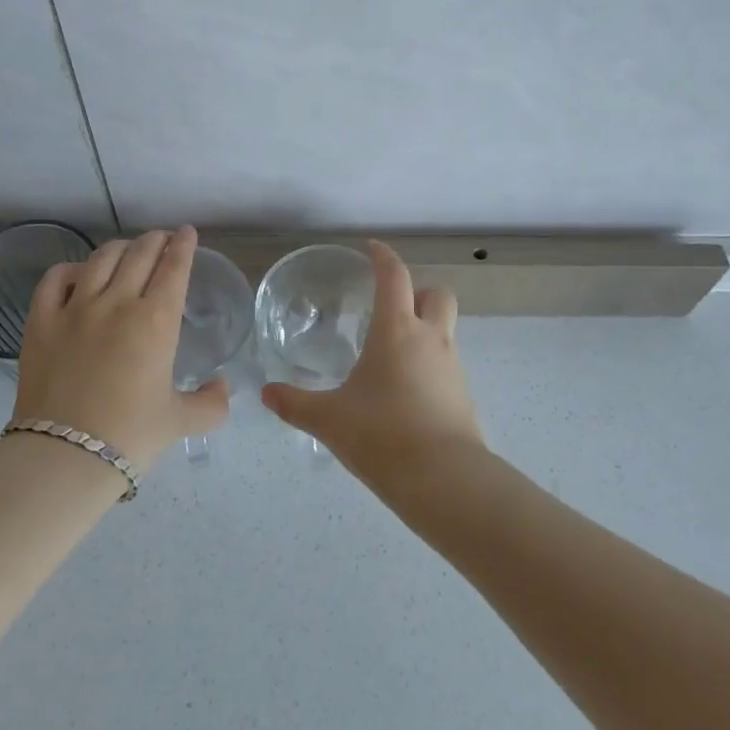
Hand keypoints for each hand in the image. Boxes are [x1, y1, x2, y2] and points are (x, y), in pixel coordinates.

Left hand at [14, 226, 228, 470]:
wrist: (64, 456)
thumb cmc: (130, 436)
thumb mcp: (180, 422)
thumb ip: (211, 403)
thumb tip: (224, 387)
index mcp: (156, 320)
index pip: (174, 267)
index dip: (184, 245)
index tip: (187, 232)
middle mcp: (117, 302)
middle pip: (140, 254)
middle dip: (156, 240)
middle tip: (162, 240)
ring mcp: (75, 308)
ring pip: (101, 259)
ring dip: (120, 248)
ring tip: (127, 250)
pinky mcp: (40, 321)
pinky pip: (55, 279)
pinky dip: (70, 268)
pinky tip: (78, 272)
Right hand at [262, 240, 484, 488]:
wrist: (445, 481)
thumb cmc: (383, 436)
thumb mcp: (330, 419)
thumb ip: (295, 404)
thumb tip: (265, 394)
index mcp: (397, 330)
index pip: (395, 276)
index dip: (383, 257)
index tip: (371, 248)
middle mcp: (430, 339)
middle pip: (437, 295)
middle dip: (418, 292)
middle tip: (392, 307)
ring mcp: (452, 367)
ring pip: (445, 330)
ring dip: (425, 329)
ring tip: (393, 354)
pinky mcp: (463, 395)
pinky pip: (447, 364)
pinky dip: (430, 364)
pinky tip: (406, 391)